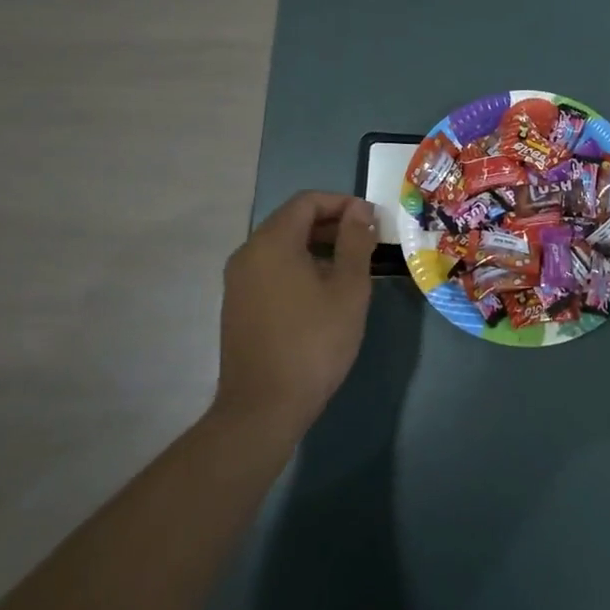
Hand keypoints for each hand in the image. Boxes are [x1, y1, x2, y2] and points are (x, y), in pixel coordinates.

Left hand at [213, 192, 376, 437]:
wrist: (263, 407)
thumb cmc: (313, 342)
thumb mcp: (348, 289)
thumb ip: (355, 241)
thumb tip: (359, 210)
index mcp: (271, 242)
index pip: (307, 201)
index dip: (342, 203)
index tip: (371, 220)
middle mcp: (247, 253)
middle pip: (291, 221)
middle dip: (331, 224)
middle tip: (366, 243)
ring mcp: (238, 281)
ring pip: (281, 246)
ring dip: (316, 247)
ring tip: (349, 269)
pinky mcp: (237, 305)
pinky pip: (270, 269)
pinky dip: (298, 267)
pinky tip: (322, 294)